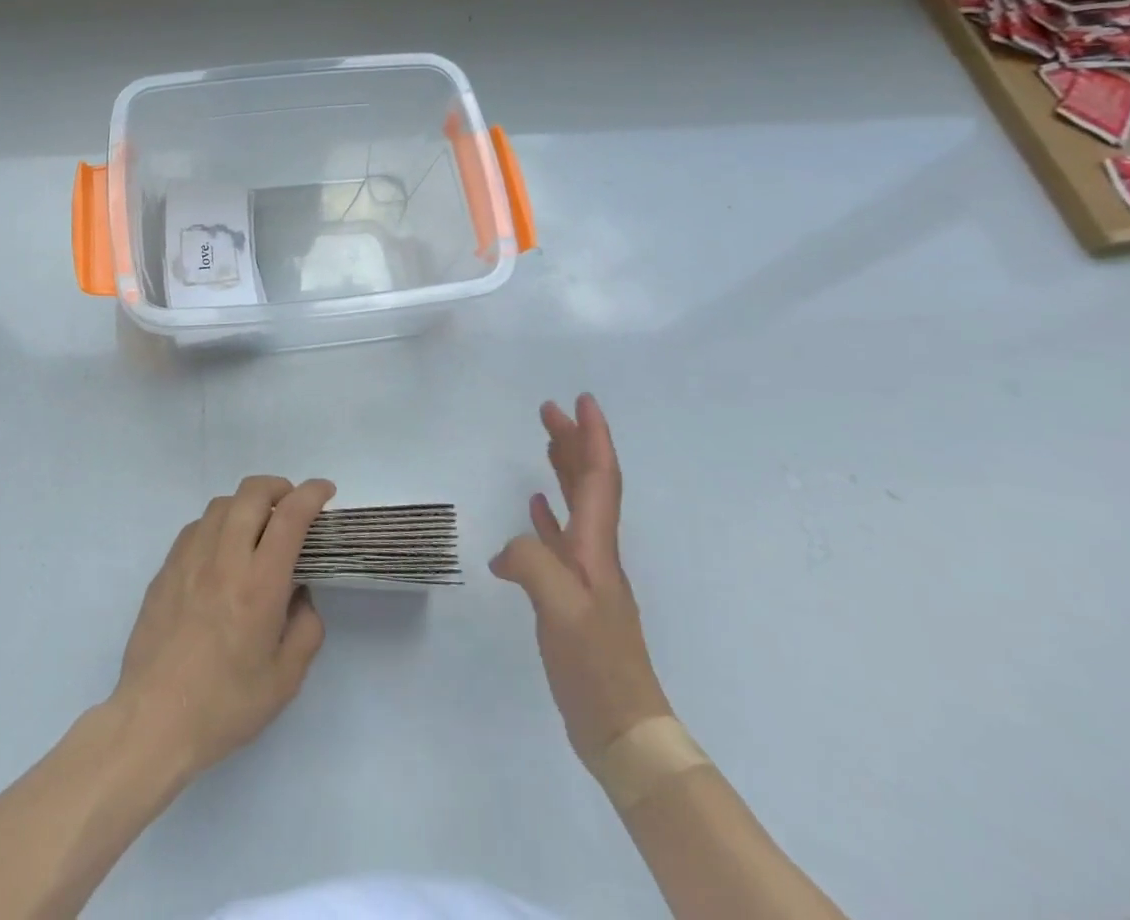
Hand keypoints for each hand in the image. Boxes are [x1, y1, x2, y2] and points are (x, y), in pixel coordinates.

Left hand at [111, 475, 335, 780]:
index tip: (325, 490)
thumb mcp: (285, 679)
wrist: (153, 720)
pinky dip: (218, 524)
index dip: (311, 494)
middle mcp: (224, 559)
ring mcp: (189, 559)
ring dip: (247, 504)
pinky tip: (222, 552)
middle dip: (279, 487)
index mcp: (259, 585)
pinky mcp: (166, 568)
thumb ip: (305, 628)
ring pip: (221, 504)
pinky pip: (197, 527)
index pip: (290, 518)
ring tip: (258, 528)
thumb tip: (300, 594)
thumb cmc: (225, 706)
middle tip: (293, 507)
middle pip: (252, 493)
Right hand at [490, 395, 670, 760]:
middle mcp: (595, 553)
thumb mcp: (560, 609)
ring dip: (562, 469)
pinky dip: (547, 514)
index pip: (599, 478)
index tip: (582, 401)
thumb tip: (506, 551)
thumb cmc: (596, 665)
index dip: (593, 438)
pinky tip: (533, 507)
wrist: (623, 728)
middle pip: (588, 484)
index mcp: (596, 548)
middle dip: (573, 442)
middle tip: (549, 409)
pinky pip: (559, 538)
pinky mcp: (571, 596)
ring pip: (575, 506)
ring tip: (545, 440)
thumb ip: (532, 563)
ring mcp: (585, 575)